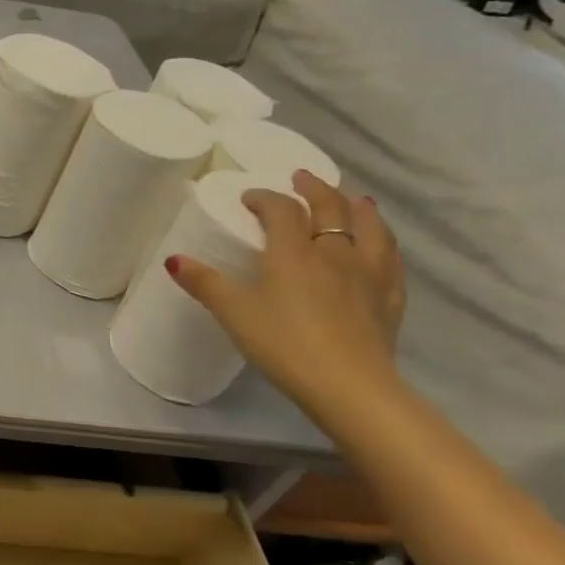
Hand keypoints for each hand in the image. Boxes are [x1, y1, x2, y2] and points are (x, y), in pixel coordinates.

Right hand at [168, 170, 405, 416]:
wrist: (349, 385)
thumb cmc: (284, 344)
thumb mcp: (234, 313)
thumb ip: (204, 283)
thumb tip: (173, 259)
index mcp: (294, 252)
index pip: (282, 209)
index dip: (264, 198)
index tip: (249, 198)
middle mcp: (335, 252)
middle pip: (330, 208)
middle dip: (314, 189)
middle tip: (302, 179)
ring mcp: (369, 274)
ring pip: (369, 227)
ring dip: (357, 208)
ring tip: (353, 199)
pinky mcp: (390, 299)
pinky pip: (391, 260)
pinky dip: (383, 244)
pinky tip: (381, 247)